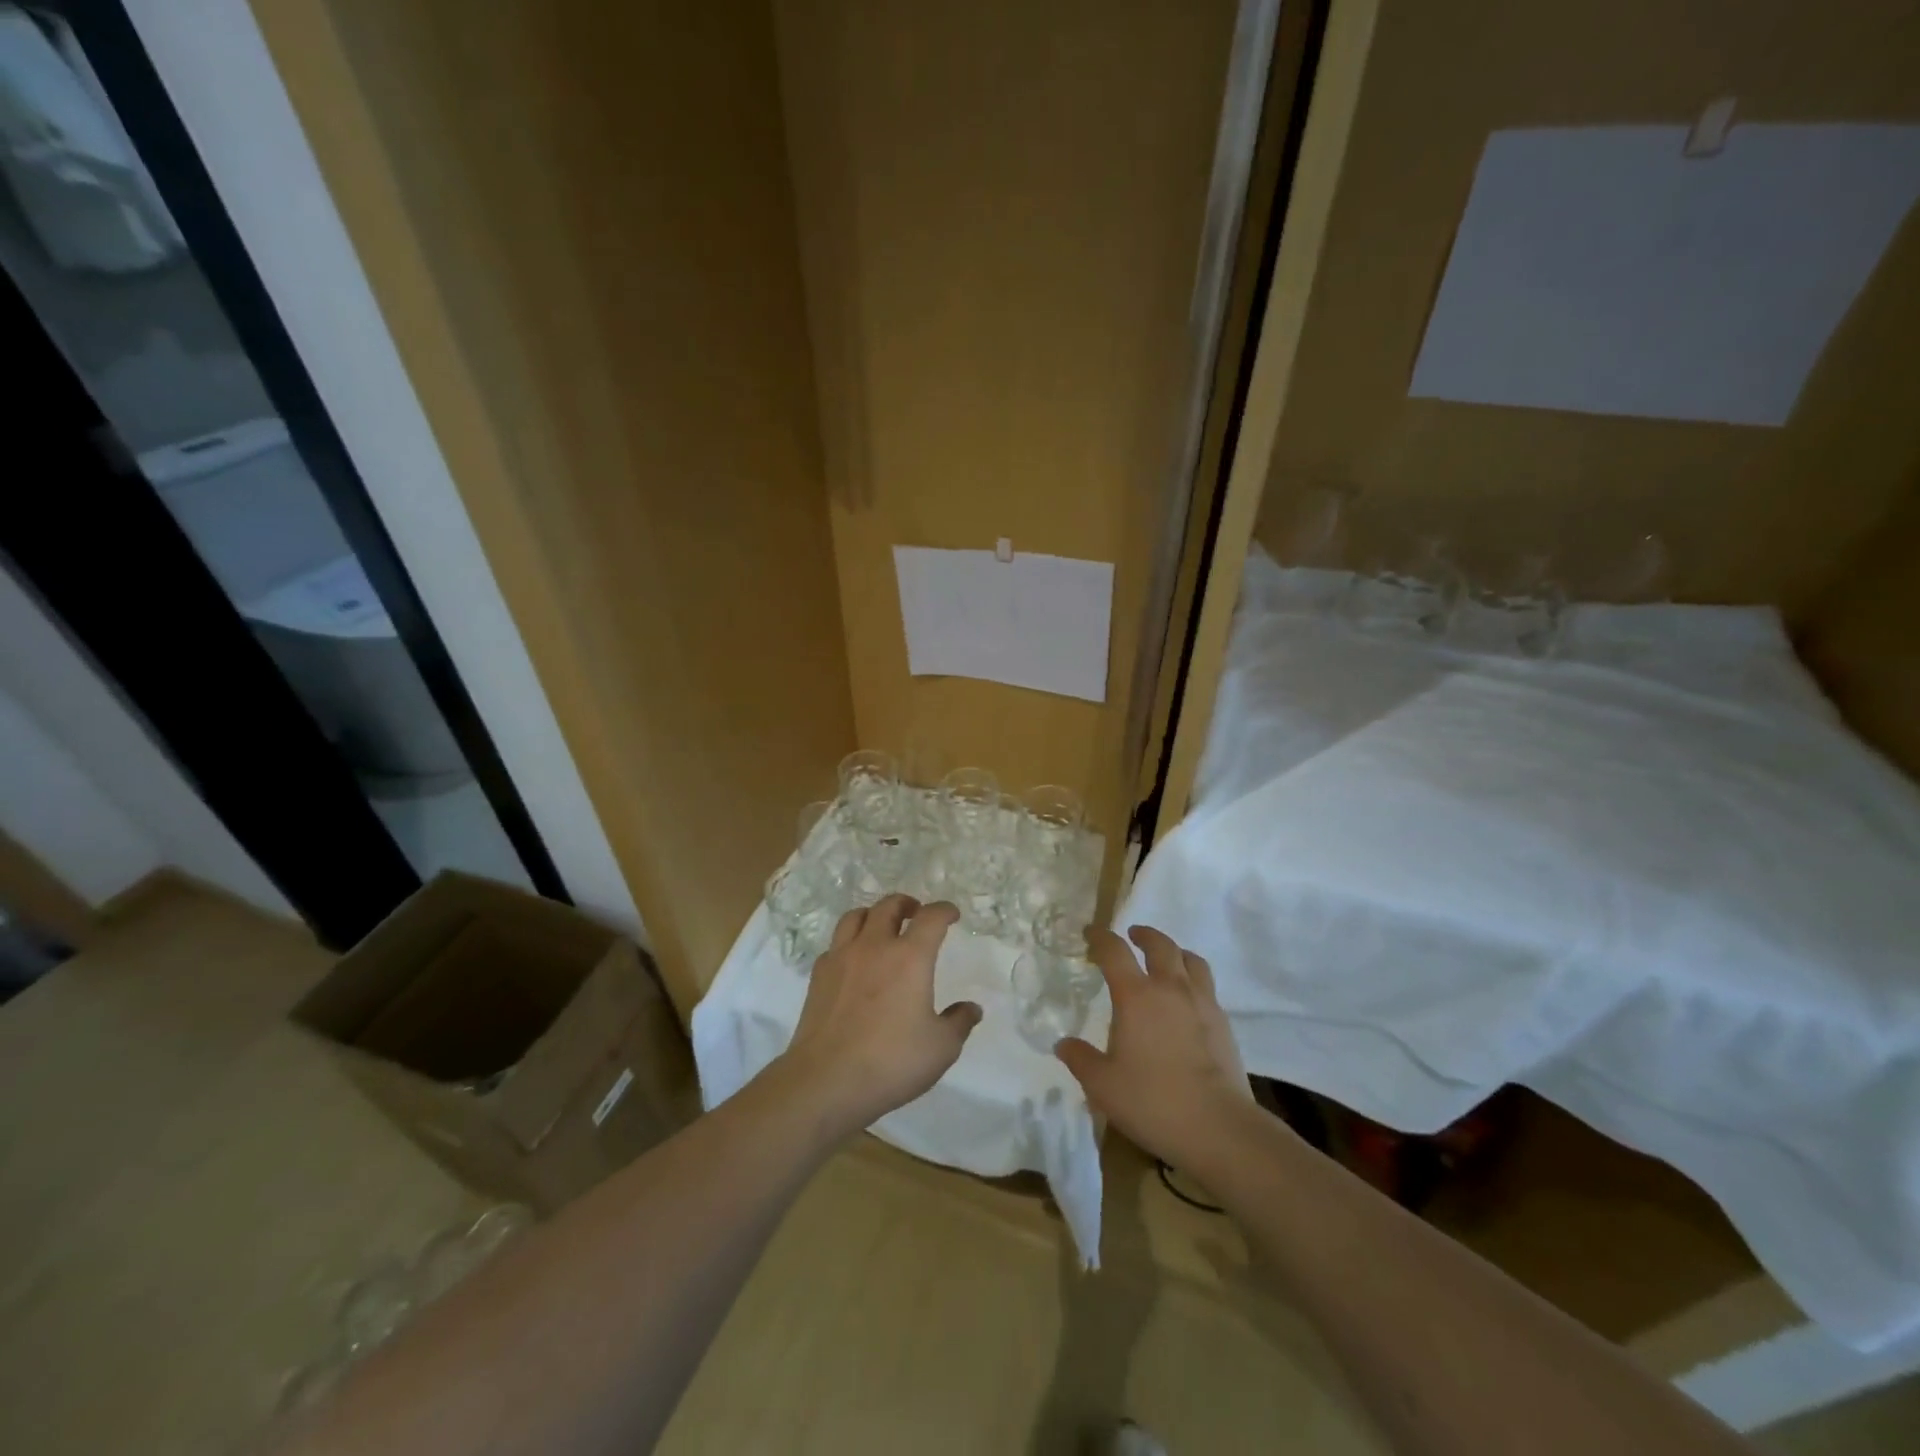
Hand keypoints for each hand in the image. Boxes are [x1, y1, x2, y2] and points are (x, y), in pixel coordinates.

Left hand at [777, 895, 980, 1140]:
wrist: (826, 1080)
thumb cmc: (891, 1061)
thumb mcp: (941, 1048)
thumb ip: (959, 1023)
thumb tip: (971, 1008)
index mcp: (910, 957)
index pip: (931, 918)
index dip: (944, 910)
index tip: (952, 914)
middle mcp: (875, 947)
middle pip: (889, 906)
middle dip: (906, 904)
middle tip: (916, 913)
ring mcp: (842, 958)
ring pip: (855, 916)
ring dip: (873, 915)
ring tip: (881, 927)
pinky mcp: (819, 976)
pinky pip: (836, 944)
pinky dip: (849, 942)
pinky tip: (854, 961)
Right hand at [1056, 925, 1253, 1169]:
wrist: (1217, 1126)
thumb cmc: (1152, 1100)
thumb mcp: (1103, 1085)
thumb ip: (1080, 1059)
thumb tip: (1063, 1044)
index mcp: (1136, 996)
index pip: (1114, 952)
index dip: (1101, 938)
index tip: (1091, 933)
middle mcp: (1170, 989)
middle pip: (1160, 945)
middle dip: (1144, 935)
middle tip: (1133, 935)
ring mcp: (1202, 1003)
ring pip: (1191, 960)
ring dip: (1175, 952)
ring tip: (1167, 959)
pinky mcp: (1224, 1023)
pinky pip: (1207, 987)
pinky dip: (1194, 980)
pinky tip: (1188, 999)